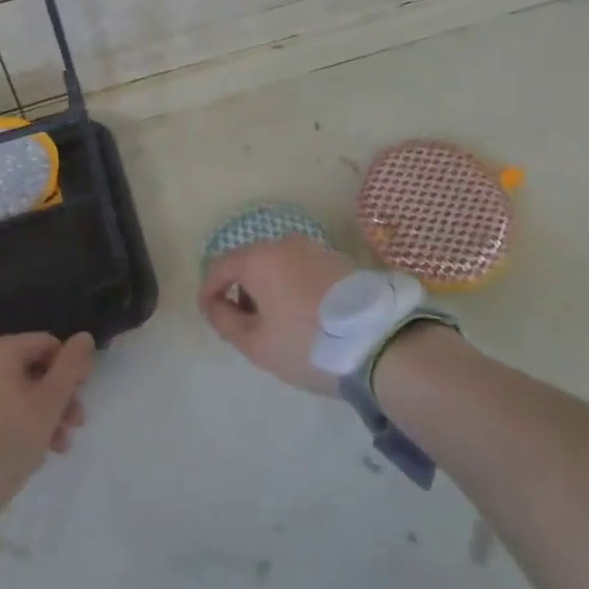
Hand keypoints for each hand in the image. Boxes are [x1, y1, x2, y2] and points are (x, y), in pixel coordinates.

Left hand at [0, 331, 94, 515]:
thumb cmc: (6, 440)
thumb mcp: (49, 403)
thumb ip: (70, 366)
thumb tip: (84, 337)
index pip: (48, 345)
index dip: (71, 369)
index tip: (82, 398)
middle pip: (28, 370)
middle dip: (55, 398)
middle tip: (73, 426)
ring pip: (9, 392)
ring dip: (36, 413)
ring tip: (55, 446)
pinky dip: (9, 421)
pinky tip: (25, 450)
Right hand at [198, 236, 356, 394]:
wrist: (379, 342)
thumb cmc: (306, 344)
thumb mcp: (256, 343)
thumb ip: (225, 321)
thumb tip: (215, 304)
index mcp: (260, 258)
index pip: (219, 266)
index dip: (208, 291)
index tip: (210, 318)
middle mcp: (286, 243)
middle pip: (249, 262)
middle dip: (240, 290)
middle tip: (244, 326)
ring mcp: (317, 249)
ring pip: (278, 264)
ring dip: (268, 289)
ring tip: (276, 325)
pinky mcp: (340, 261)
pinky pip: (302, 269)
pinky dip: (292, 287)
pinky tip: (304, 317)